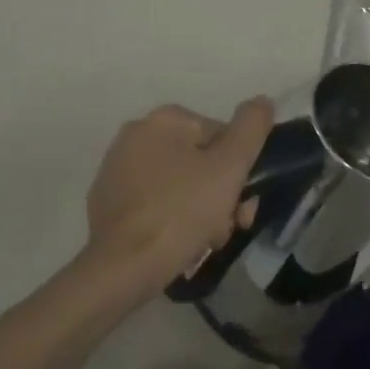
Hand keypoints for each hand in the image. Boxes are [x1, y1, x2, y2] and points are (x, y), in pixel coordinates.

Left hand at [82, 98, 274, 303]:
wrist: (121, 267)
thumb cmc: (179, 212)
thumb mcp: (228, 168)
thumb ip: (250, 129)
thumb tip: (262, 101)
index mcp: (164, 119)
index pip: (221, 137)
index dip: (240, 173)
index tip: (243, 207)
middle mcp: (136, 134)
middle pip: (199, 162)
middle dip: (220, 196)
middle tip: (226, 230)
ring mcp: (117, 169)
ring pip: (179, 186)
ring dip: (199, 212)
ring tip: (203, 244)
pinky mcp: (107, 201)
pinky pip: (154, 204)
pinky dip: (170, 220)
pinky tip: (177, 245)